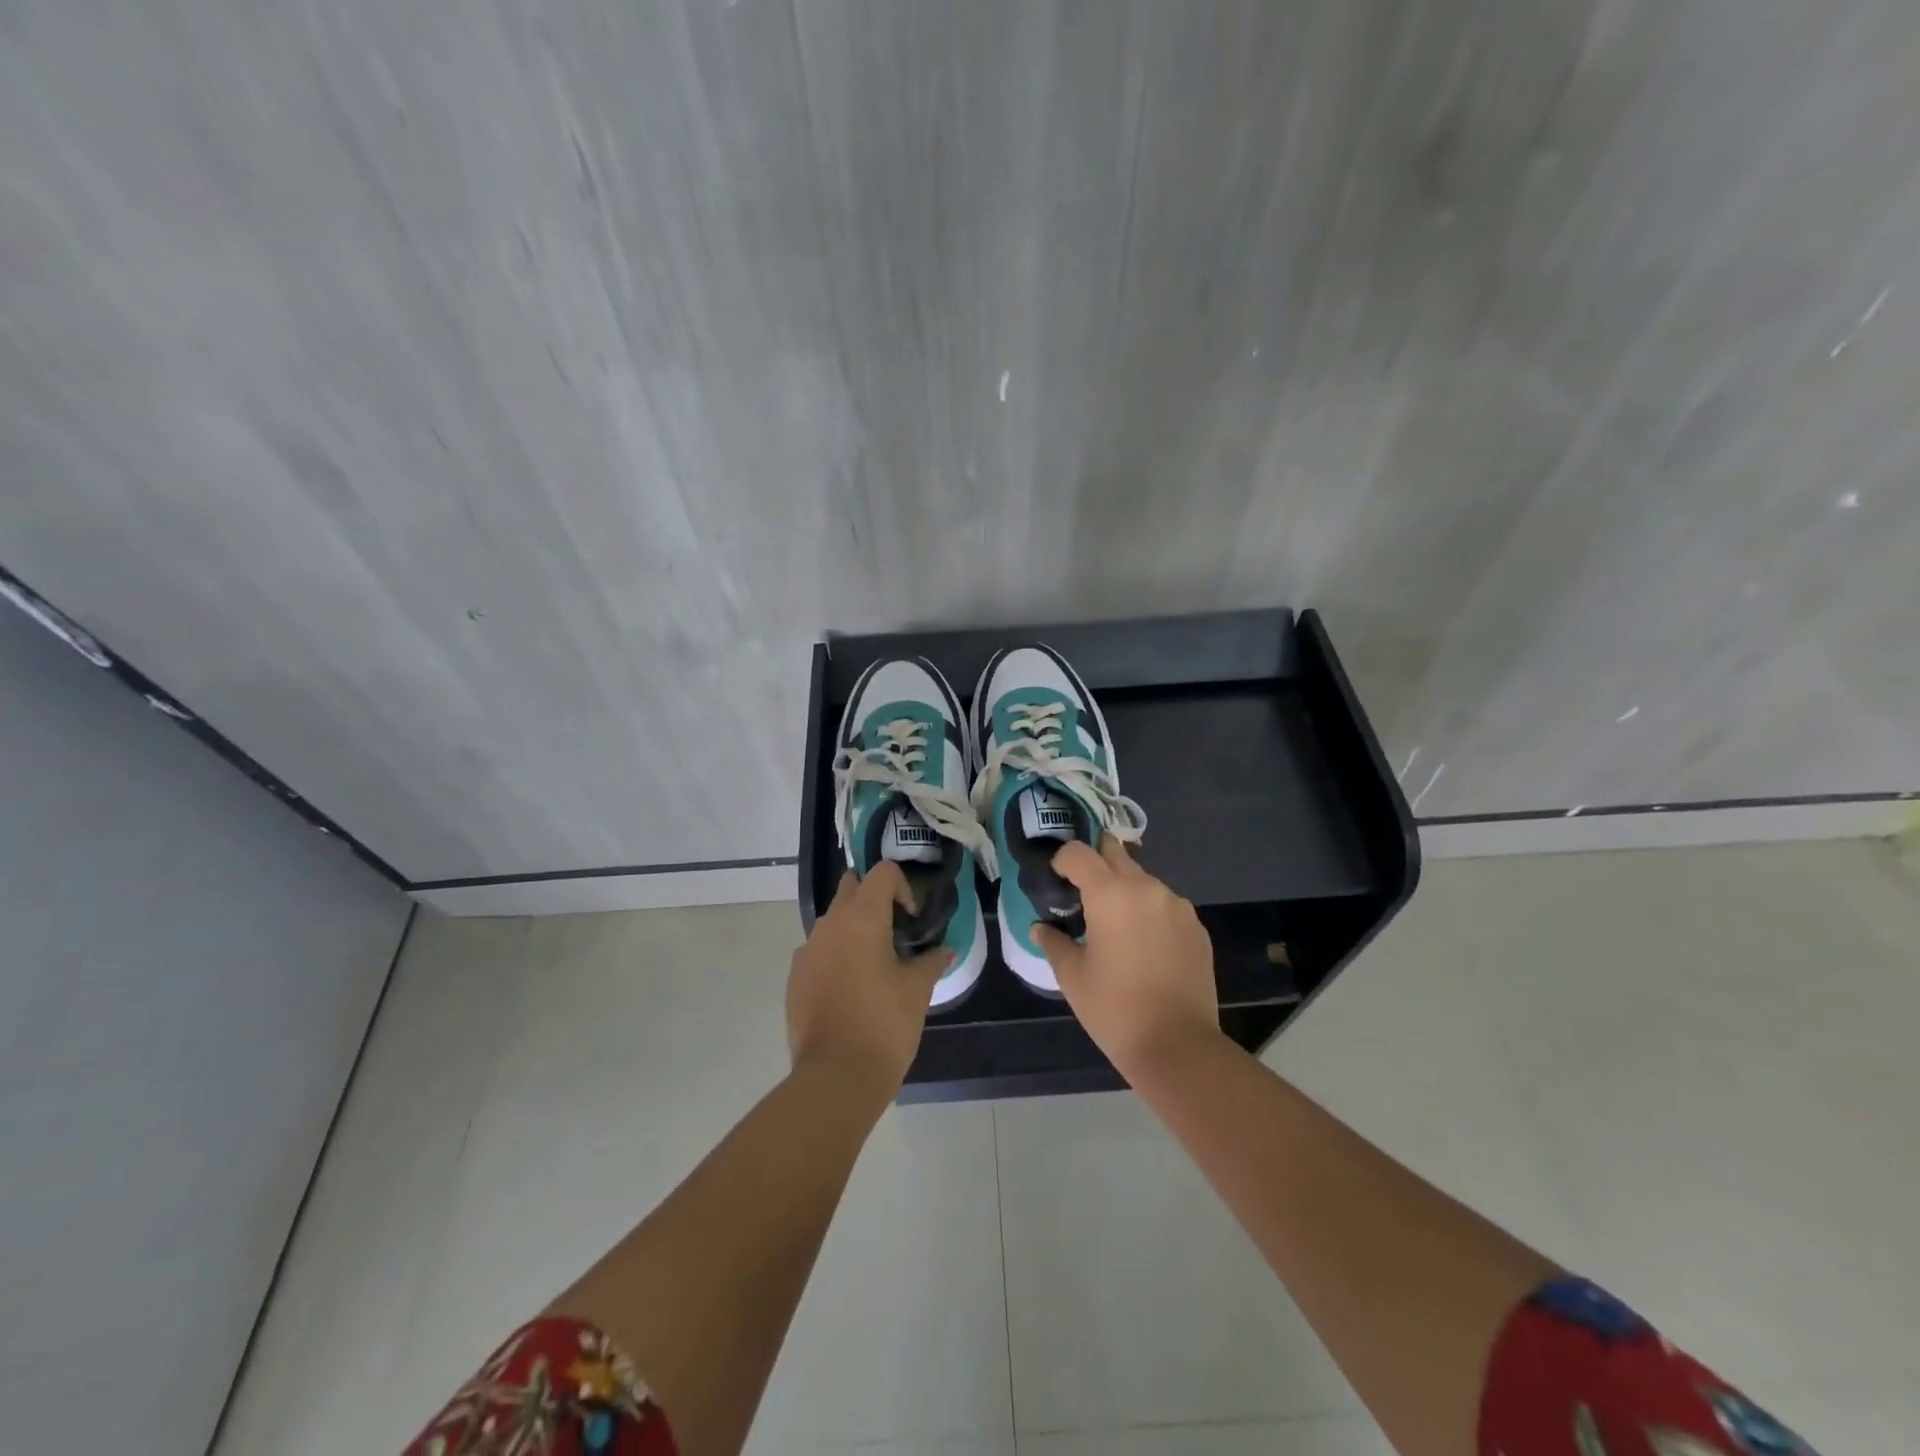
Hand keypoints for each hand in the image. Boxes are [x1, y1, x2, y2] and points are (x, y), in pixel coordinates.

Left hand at [787, 863, 951, 1103]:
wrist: (836, 1076)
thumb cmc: (884, 1023)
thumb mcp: (917, 990)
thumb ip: (931, 961)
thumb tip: (945, 950)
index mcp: (862, 917)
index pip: (882, 872)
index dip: (902, 888)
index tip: (911, 921)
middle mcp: (830, 923)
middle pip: (851, 887)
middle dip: (873, 900)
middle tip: (894, 933)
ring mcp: (807, 950)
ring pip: (832, 920)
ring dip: (853, 929)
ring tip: (874, 965)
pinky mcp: (795, 976)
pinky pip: (818, 950)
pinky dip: (835, 956)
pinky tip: (850, 989)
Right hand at [1035, 839, 1220, 1079]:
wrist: (1178, 1046)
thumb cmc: (1114, 1008)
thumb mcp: (1072, 976)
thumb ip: (1053, 942)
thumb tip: (1041, 928)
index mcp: (1110, 893)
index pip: (1079, 852)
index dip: (1062, 860)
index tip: (1056, 881)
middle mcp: (1146, 887)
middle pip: (1115, 853)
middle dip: (1096, 864)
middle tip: (1082, 892)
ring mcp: (1177, 906)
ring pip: (1143, 880)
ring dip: (1125, 890)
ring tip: (1115, 926)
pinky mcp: (1197, 927)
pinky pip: (1165, 905)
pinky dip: (1149, 913)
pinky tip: (1144, 946)